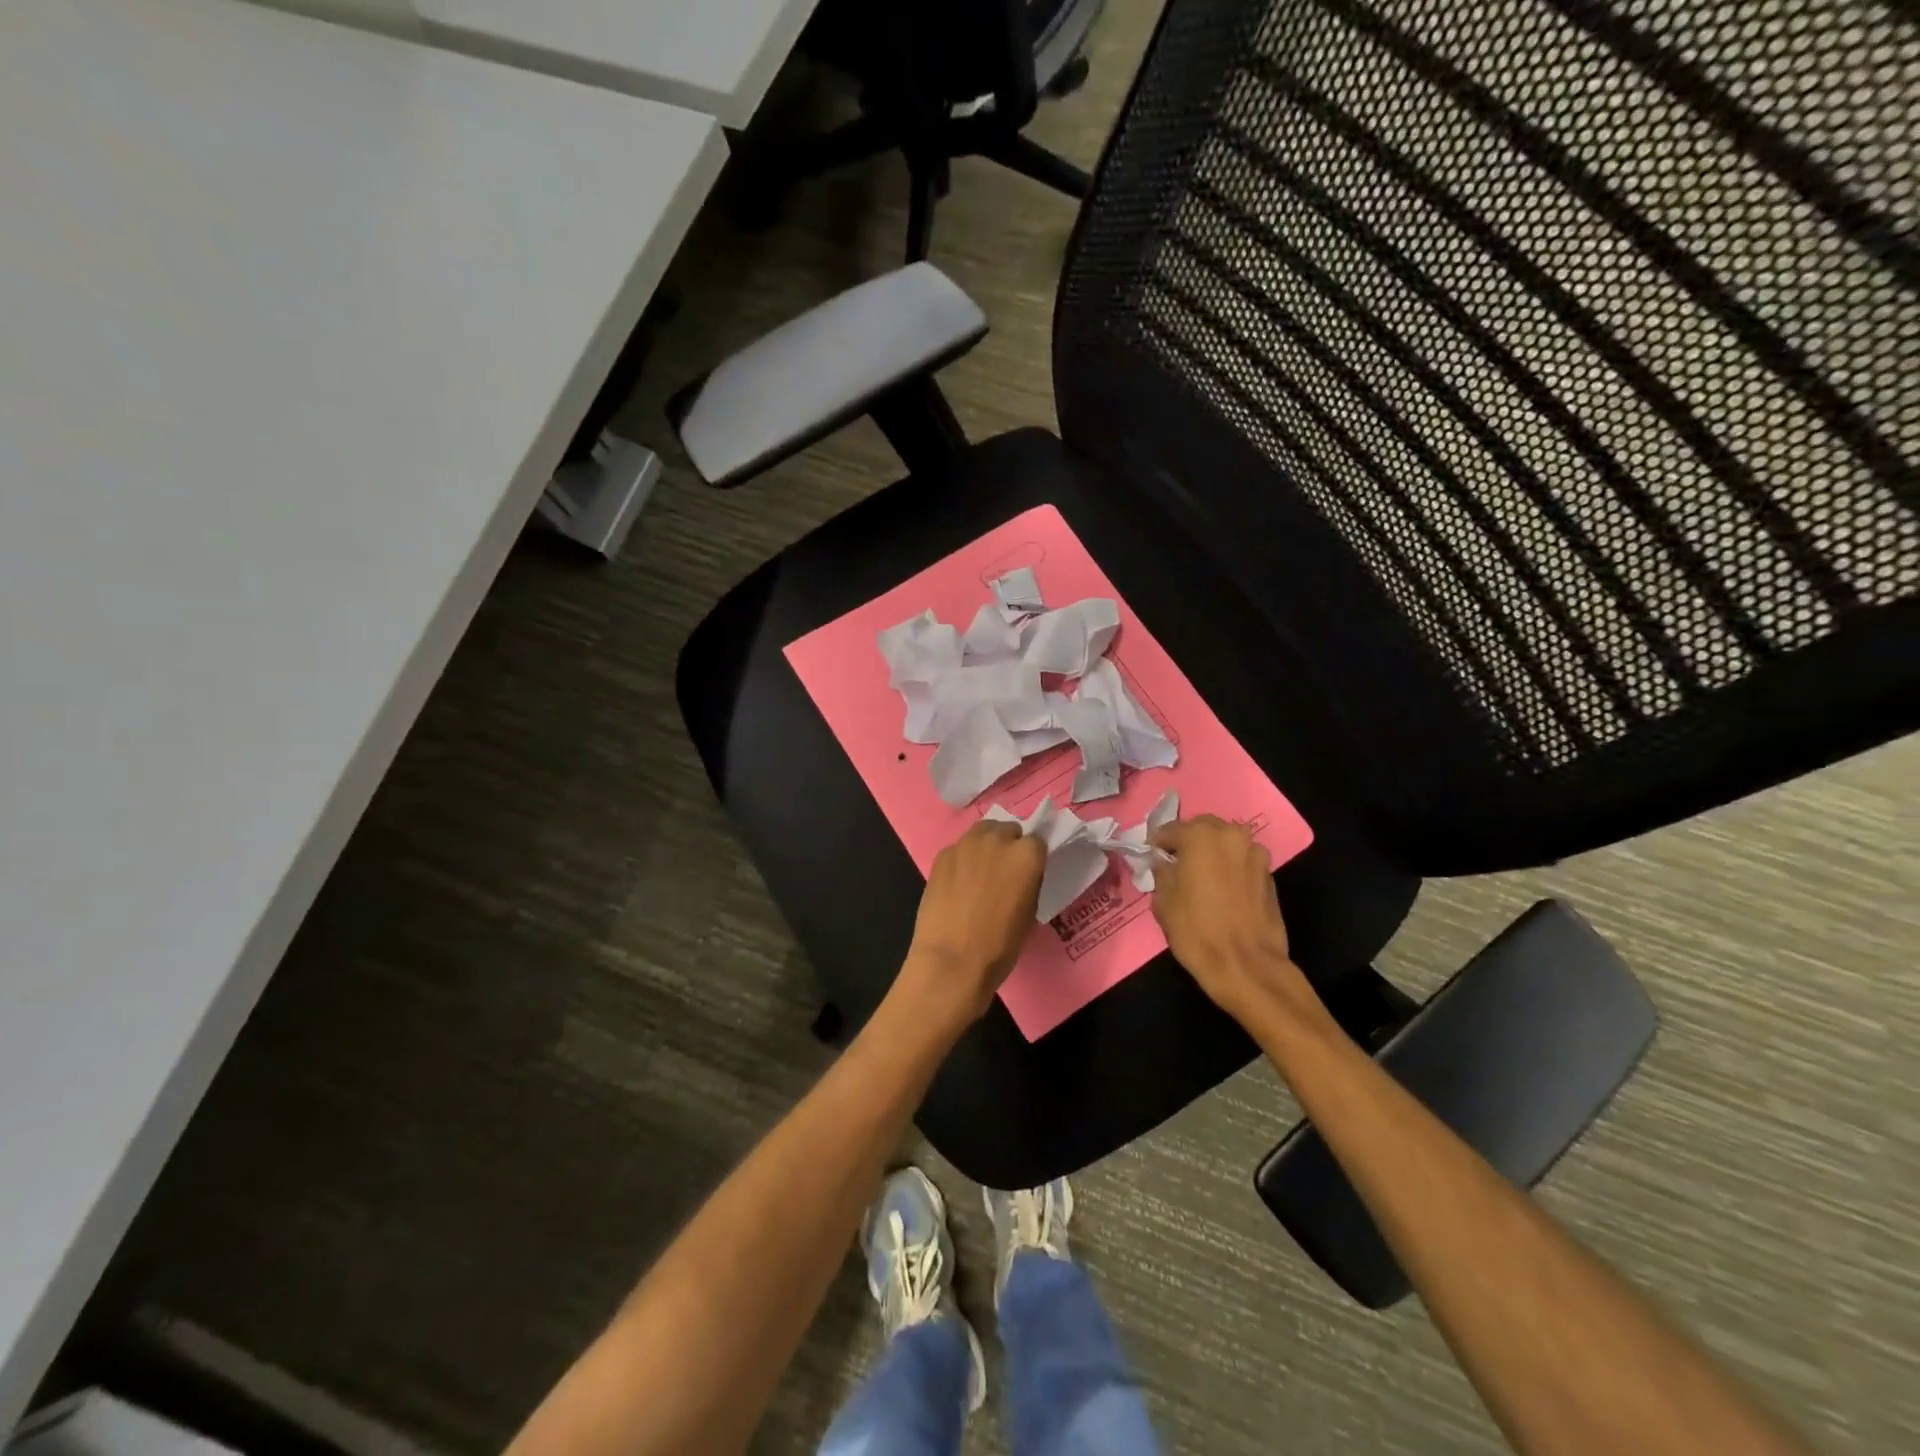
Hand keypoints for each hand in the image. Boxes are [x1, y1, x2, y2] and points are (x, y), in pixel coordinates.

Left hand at [898, 820, 1046, 1023]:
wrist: (952, 960)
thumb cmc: (1000, 945)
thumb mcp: (1029, 912)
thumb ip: (1028, 881)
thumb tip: (1020, 875)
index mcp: (1027, 855)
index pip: (1037, 841)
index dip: (1033, 857)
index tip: (1029, 872)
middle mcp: (998, 840)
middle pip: (1008, 830)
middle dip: (1009, 845)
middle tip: (1004, 872)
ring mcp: (966, 844)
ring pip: (982, 832)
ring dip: (986, 845)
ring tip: (980, 871)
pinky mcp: (942, 855)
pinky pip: (959, 848)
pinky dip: (962, 859)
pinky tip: (957, 883)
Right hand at [1150, 816, 1315, 1025]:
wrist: (1247, 965)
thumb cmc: (1197, 930)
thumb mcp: (1163, 901)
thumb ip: (1162, 872)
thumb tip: (1164, 862)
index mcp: (1201, 836)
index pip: (1171, 829)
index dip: (1158, 843)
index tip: (1151, 856)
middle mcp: (1231, 835)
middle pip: (1203, 828)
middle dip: (1188, 841)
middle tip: (1175, 862)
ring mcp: (1255, 854)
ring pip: (1226, 842)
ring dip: (1211, 852)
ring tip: (1199, 875)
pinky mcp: (1270, 874)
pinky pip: (1241, 861)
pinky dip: (1229, 867)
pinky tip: (1221, 888)